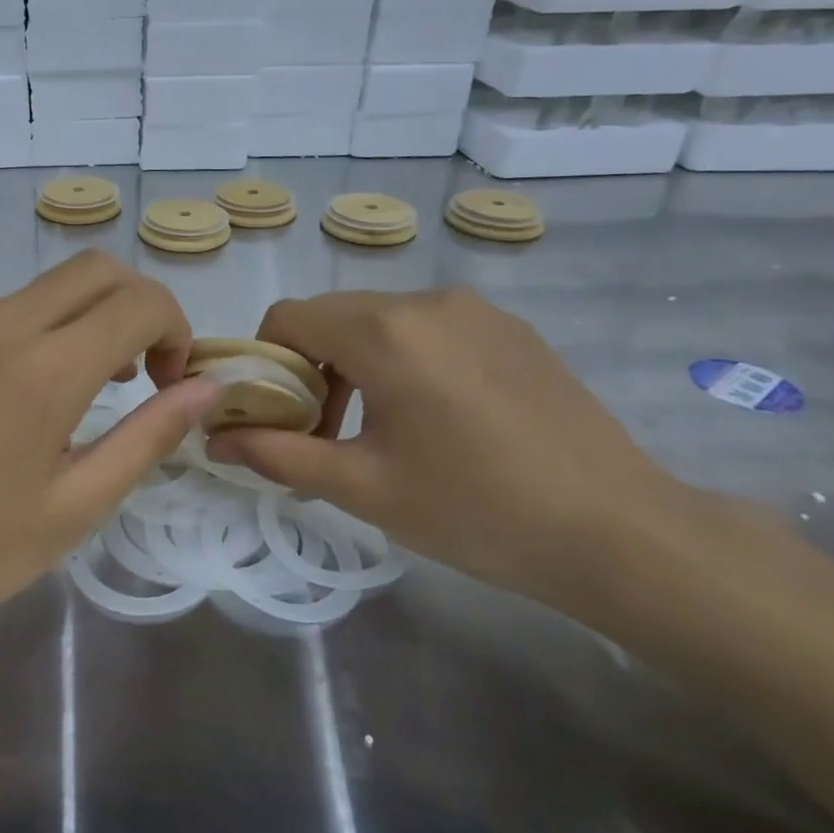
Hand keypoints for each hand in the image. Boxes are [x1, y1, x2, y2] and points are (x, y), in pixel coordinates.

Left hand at [0, 252, 218, 639]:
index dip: (175, 330)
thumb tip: (208, 389)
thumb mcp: (77, 505)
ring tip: (66, 389)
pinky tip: (3, 389)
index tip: (168, 382)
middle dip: (135, 307)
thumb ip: (149, 436)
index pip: (140, 302)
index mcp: (46, 368)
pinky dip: (22, 328)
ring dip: (76, 320)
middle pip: (95, 270)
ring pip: (42, 288)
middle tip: (135, 372)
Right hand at [205, 289, 709, 608]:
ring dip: (356, 364)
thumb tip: (214, 438)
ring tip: (379, 430)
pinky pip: (429, 328)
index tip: (278, 416)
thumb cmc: (475, 510)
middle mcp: (426, 300)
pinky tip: (436, 418)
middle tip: (326, 434)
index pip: (287, 316)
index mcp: (384, 331)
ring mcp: (475, 309)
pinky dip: (404, 359)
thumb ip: (277, 454)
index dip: (264, 361)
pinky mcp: (510, 328)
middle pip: (333, 316)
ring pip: (381, 321)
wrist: (619, 532)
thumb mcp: (362, 487)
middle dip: (310, 368)